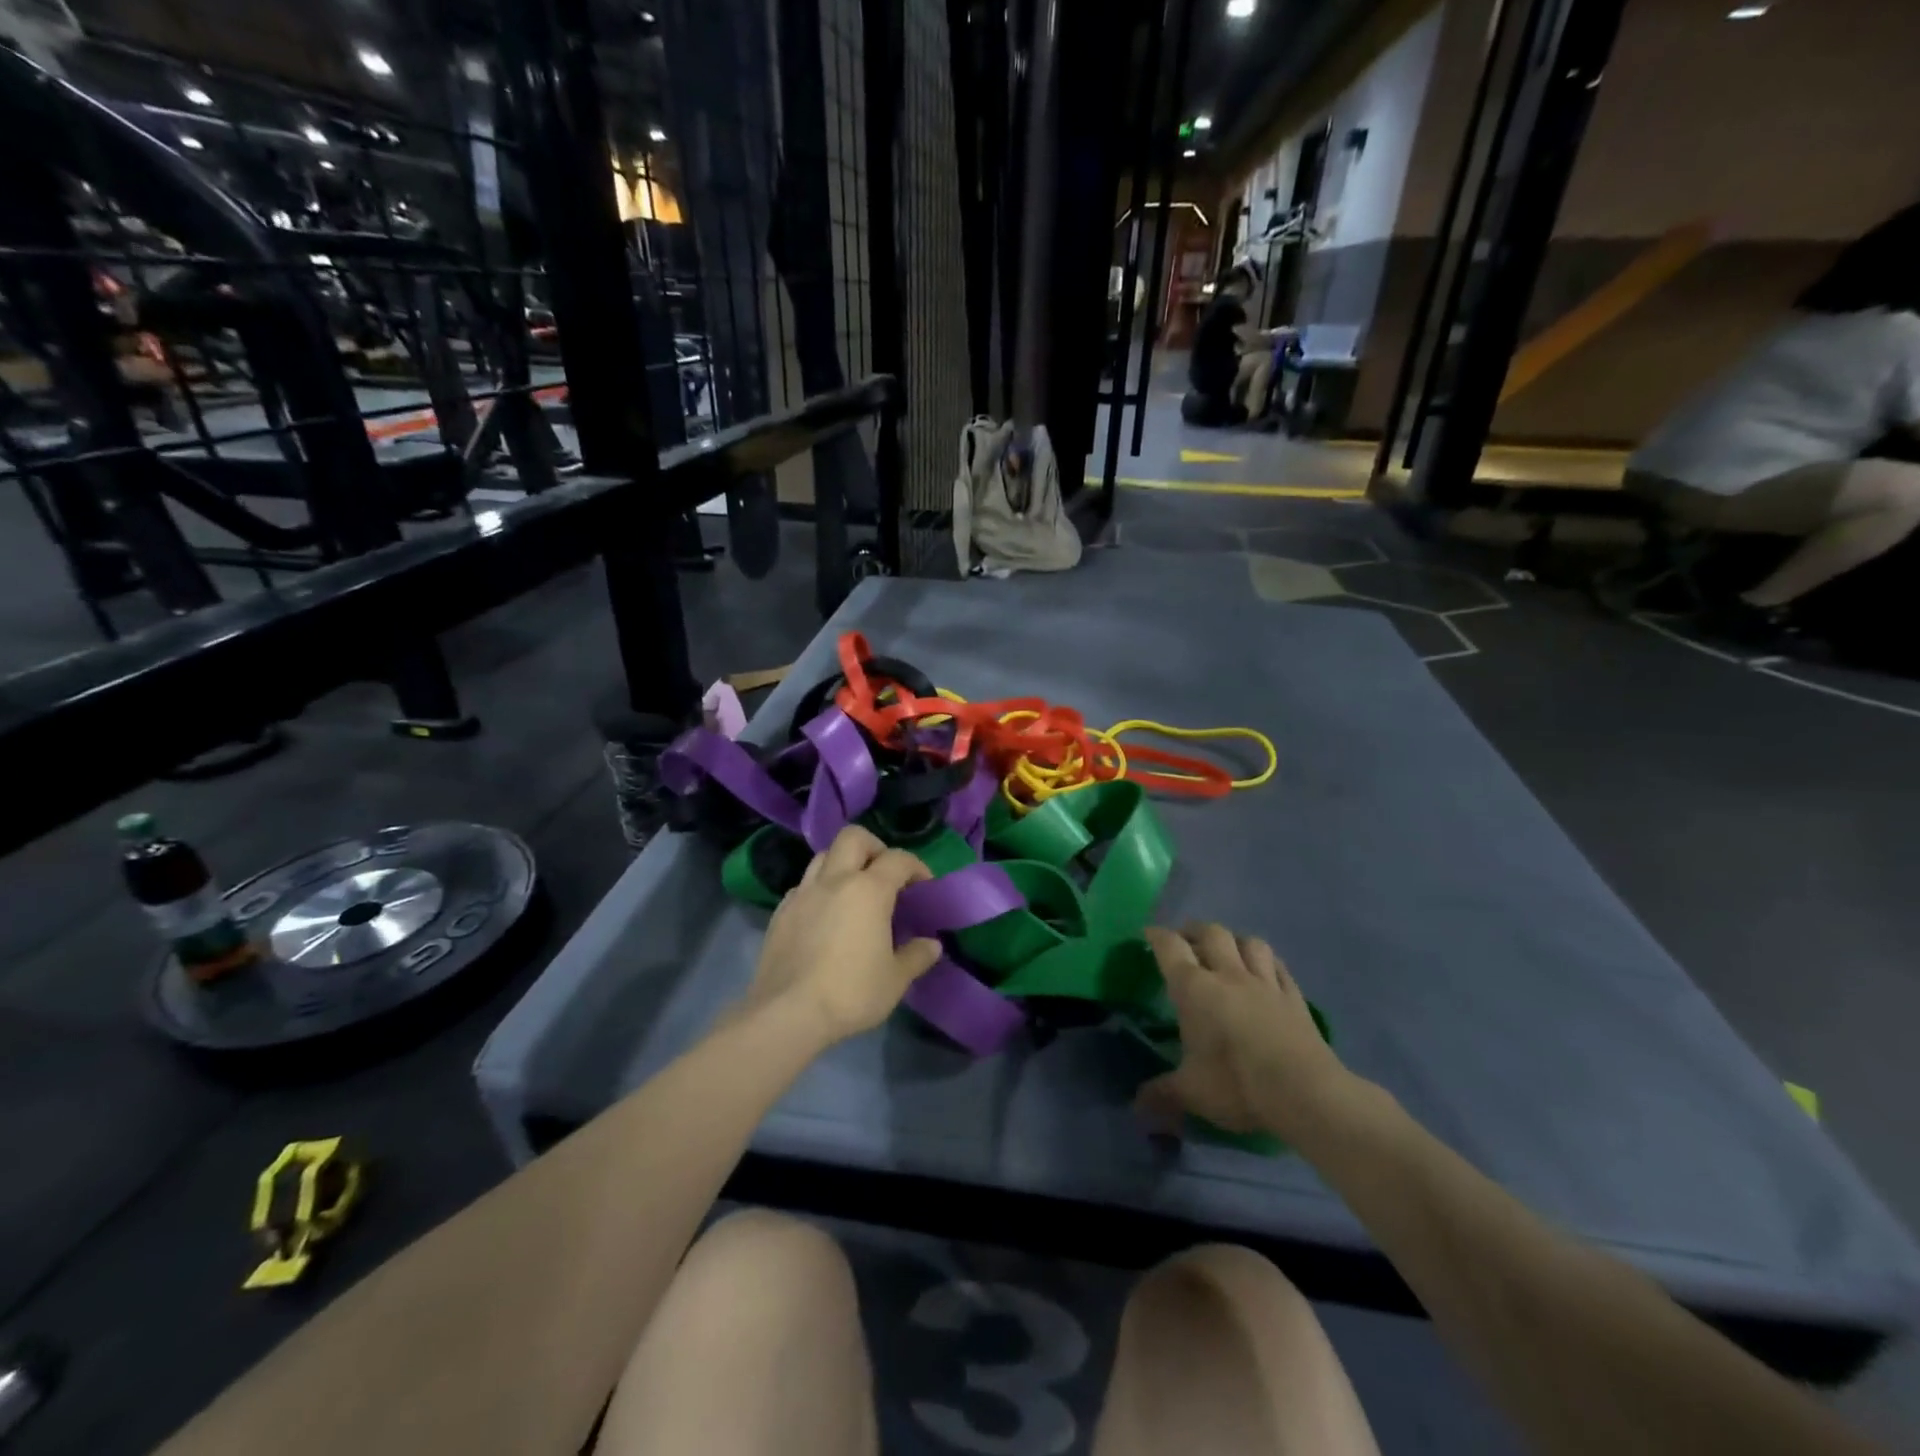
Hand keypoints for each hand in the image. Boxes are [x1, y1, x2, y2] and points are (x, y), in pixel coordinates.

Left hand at [744, 826, 941, 1047]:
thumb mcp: (895, 980)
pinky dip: (819, 889)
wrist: (787, 1013)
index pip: (898, 859)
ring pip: (824, 856)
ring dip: (842, 864)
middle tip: (884, 874)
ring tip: (853, 892)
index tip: (924, 886)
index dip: (916, 867)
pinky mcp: (780, 912)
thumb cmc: (850, 993)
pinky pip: (803, 885)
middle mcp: (834, 880)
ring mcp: (802, 893)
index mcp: (869, 890)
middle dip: (874, 848)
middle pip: (854, 838)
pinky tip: (825, 916)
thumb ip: (916, 956)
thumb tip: (932, 944)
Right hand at [1136, 923, 1351, 1143]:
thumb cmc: (1236, 1084)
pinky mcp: (1294, 997)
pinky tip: (1265, 969)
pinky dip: (1267, 962)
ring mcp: (1265, 983)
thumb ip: (1162, 1093)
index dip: (1157, 936)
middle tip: (1186, 940)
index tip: (1149, 934)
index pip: (1170, 947)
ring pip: (1249, 943)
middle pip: (1211, 933)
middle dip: (1195, 931)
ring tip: (1227, 950)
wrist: (1304, 1093)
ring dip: (1234, 940)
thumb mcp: (1191, 1092)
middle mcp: (1228, 975)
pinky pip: (1279, 967)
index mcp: (1195, 988)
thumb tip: (1136, 1107)